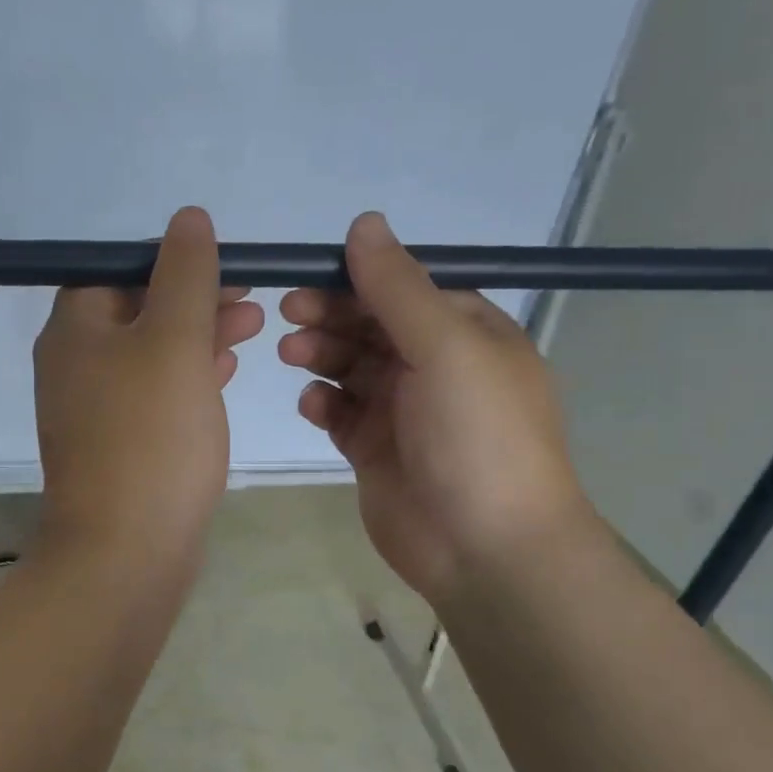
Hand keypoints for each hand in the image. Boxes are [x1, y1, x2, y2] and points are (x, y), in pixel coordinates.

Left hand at [33, 207, 263, 568]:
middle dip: (194, 299)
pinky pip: (152, 396)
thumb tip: (187, 219)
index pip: (119, 269)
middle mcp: (74, 364)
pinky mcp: (116, 446)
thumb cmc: (151, 437)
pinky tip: (223, 377)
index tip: (224, 269)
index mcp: (75, 329)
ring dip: (197, 337)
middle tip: (250, 301)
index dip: (173, 262)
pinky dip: (187, 379)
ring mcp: (92, 409)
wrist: (125, 551)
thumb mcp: (174, 341)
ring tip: (252, 330)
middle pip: (136, 310)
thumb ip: (184, 275)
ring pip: (149, 354)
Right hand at [278, 212, 594, 602]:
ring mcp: (404, 411)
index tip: (308, 277)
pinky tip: (312, 406)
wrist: (486, 548)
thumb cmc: (476, 436)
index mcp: (465, 333)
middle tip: (287, 315)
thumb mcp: (445, 347)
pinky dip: (323, 404)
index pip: (403, 289)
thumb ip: (398, 287)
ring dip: (321, 355)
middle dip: (330, 316)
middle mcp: (434, 367)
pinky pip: (341, 414)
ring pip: (350, 367)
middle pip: (371, 326)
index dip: (356, 279)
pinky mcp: (375, 451)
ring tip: (293, 356)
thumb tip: (364, 223)